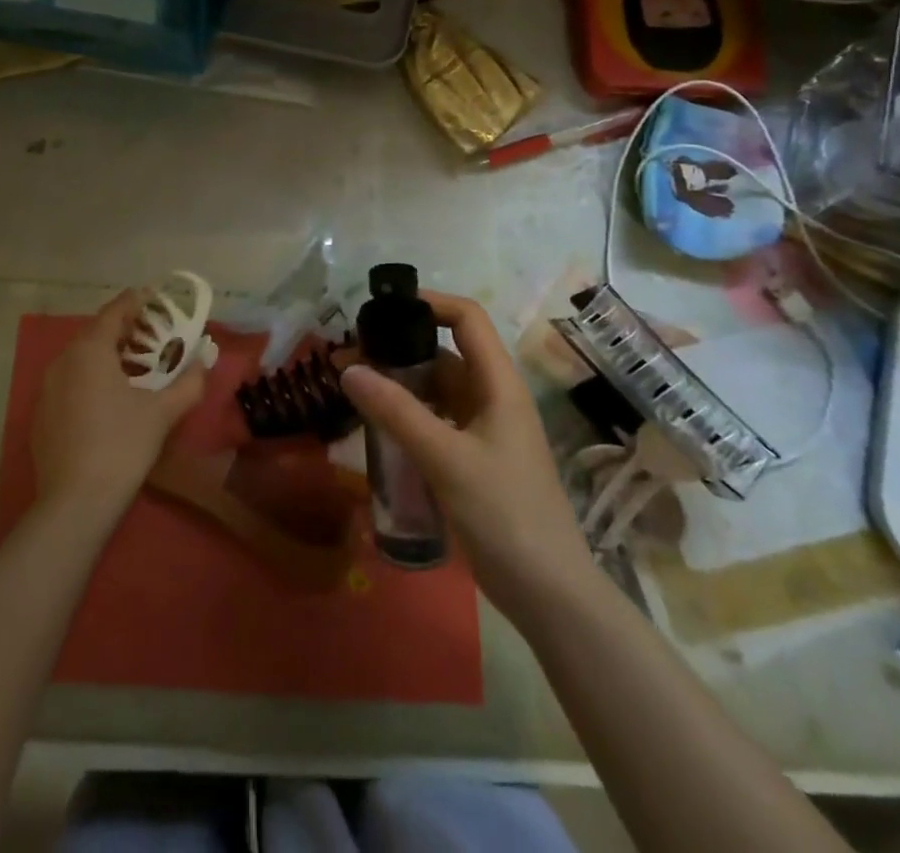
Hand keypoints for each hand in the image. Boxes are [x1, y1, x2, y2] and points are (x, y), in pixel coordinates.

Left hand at [32, 290, 207, 522]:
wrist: (75, 503)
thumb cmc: (122, 447)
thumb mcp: (162, 413)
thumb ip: (188, 382)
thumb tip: (205, 361)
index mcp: (90, 351)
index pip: (114, 312)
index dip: (136, 301)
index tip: (155, 297)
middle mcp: (63, 361)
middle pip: (95, 332)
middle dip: (124, 328)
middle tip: (151, 332)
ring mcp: (47, 389)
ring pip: (80, 357)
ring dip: (107, 353)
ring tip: (134, 363)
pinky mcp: (41, 414)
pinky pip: (69, 381)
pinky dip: (90, 376)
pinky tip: (108, 396)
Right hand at [339, 291, 592, 622]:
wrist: (550, 595)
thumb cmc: (505, 515)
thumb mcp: (446, 459)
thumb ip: (396, 412)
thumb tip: (348, 370)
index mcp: (499, 385)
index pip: (468, 319)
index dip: (429, 303)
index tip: (383, 308)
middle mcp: (494, 398)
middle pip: (445, 353)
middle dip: (399, 349)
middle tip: (350, 358)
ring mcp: (485, 430)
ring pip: (437, 390)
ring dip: (399, 385)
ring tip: (354, 389)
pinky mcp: (476, 460)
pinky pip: (437, 422)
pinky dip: (408, 416)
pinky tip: (378, 428)